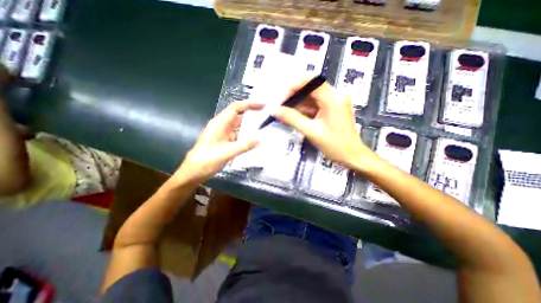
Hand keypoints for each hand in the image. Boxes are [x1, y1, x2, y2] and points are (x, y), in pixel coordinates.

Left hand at [175, 100, 262, 184]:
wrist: (194, 172)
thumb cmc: (206, 160)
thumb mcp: (227, 152)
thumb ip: (244, 145)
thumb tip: (260, 139)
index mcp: (220, 123)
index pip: (235, 108)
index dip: (249, 104)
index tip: (263, 105)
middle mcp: (222, 126)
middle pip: (239, 116)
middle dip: (253, 115)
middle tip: (268, 117)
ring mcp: (224, 134)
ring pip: (240, 127)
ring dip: (251, 127)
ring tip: (265, 128)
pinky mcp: (226, 142)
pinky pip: (239, 136)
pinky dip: (247, 137)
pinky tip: (256, 140)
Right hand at [273, 79, 377, 170]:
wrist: (352, 156)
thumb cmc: (335, 145)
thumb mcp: (311, 131)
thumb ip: (292, 119)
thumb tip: (275, 110)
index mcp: (333, 98)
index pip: (310, 81)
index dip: (292, 87)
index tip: (281, 101)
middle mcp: (335, 95)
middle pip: (310, 87)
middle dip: (294, 97)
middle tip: (281, 108)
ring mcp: (334, 101)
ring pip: (311, 96)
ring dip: (298, 104)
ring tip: (285, 114)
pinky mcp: (332, 108)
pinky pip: (315, 104)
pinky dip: (304, 109)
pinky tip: (295, 116)